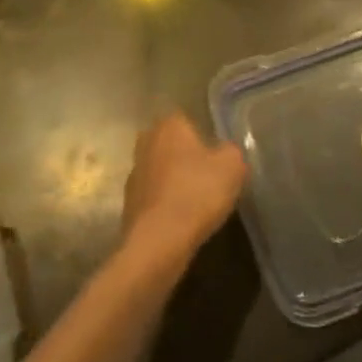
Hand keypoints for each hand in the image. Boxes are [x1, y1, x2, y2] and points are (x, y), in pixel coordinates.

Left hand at [121, 113, 247, 270]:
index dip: (204, 137)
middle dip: (187, 158)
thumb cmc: (197, 193)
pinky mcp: (129, 203)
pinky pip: (155, 197)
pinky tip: (182, 221)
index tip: (216, 156)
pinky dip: (166, 205)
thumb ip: (232, 152)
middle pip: (172, 145)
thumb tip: (226, 153)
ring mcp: (134, 173)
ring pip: (161, 171)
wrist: (158, 241)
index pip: (187, 120)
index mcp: (169, 125)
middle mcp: (146, 141)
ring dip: (175, 182)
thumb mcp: (232, 167)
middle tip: (208, 177)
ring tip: (198, 203)